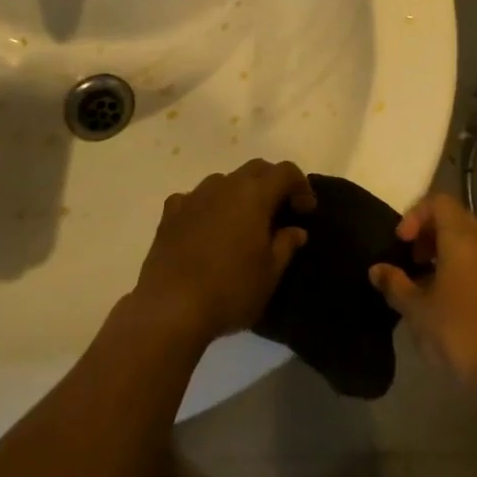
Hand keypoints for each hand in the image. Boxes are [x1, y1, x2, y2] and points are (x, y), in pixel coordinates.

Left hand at [134, 160, 314, 344]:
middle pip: (255, 169)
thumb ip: (285, 245)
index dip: (301, 186)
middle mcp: (223, 185)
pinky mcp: (170, 213)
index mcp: (254, 195)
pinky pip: (195, 198)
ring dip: (239, 193)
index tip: (306, 210)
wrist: (170, 307)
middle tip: (280, 211)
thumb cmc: (230, 290)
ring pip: (223, 181)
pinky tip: (207, 229)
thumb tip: (295, 230)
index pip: (285, 172)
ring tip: (243, 222)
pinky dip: (207, 207)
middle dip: (272, 183)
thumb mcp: (270, 274)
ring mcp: (193, 196)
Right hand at [369, 193, 476, 398]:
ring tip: (426, 284)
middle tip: (411, 260)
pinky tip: (449, 302)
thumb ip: (394, 284)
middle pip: (455, 219)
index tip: (402, 243)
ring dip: (445, 253)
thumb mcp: (417, 309)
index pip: (439, 201)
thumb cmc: (460, 330)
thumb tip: (377, 270)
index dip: (415, 215)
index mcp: (463, 238)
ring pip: (470, 242)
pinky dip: (463, 269)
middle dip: (428, 234)